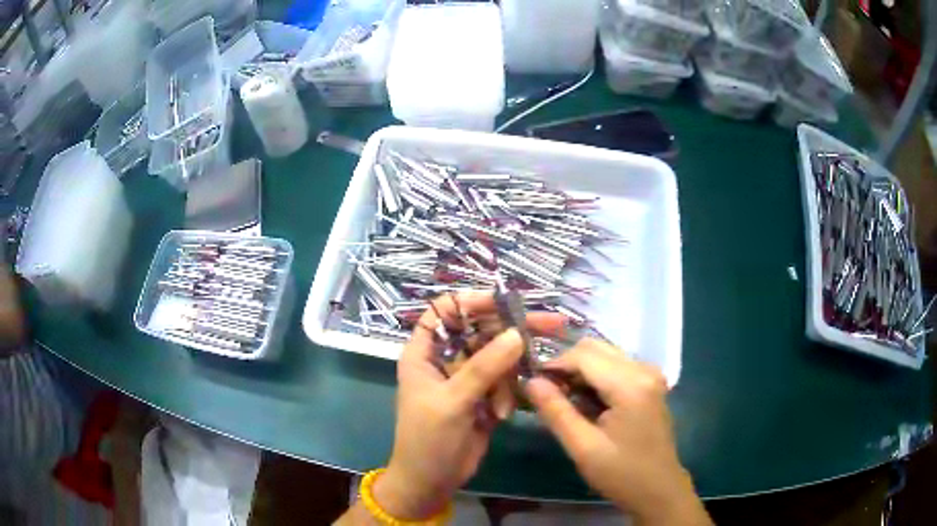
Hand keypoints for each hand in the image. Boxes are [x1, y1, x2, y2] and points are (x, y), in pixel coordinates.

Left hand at [374, 292, 564, 520]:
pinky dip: (509, 394)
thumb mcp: (452, 402)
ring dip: (509, 375)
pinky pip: (506, 380)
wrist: (431, 482)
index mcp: (424, 352)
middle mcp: (446, 359)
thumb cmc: (428, 440)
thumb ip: (484, 368)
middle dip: (512, 331)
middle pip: (482, 329)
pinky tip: (503, 414)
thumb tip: (517, 334)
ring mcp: (467, 378)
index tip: (507, 302)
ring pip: (499, 356)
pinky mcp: (484, 396)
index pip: (446, 311)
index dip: (472, 301)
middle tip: (551, 324)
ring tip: (502, 406)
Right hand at [525, 339, 710, 525]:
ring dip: (581, 370)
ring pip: (605, 354)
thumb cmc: (621, 474)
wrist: (659, 489)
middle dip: (567, 365)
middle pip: (595, 347)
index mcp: (630, 384)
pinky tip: (587, 402)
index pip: (583, 355)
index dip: (554, 364)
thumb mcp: (583, 448)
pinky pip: (616, 365)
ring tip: (564, 400)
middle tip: (547, 393)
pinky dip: (596, 376)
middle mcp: (644, 369)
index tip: (532, 384)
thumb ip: (556, 411)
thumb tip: (531, 382)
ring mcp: (650, 374)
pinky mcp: (651, 383)